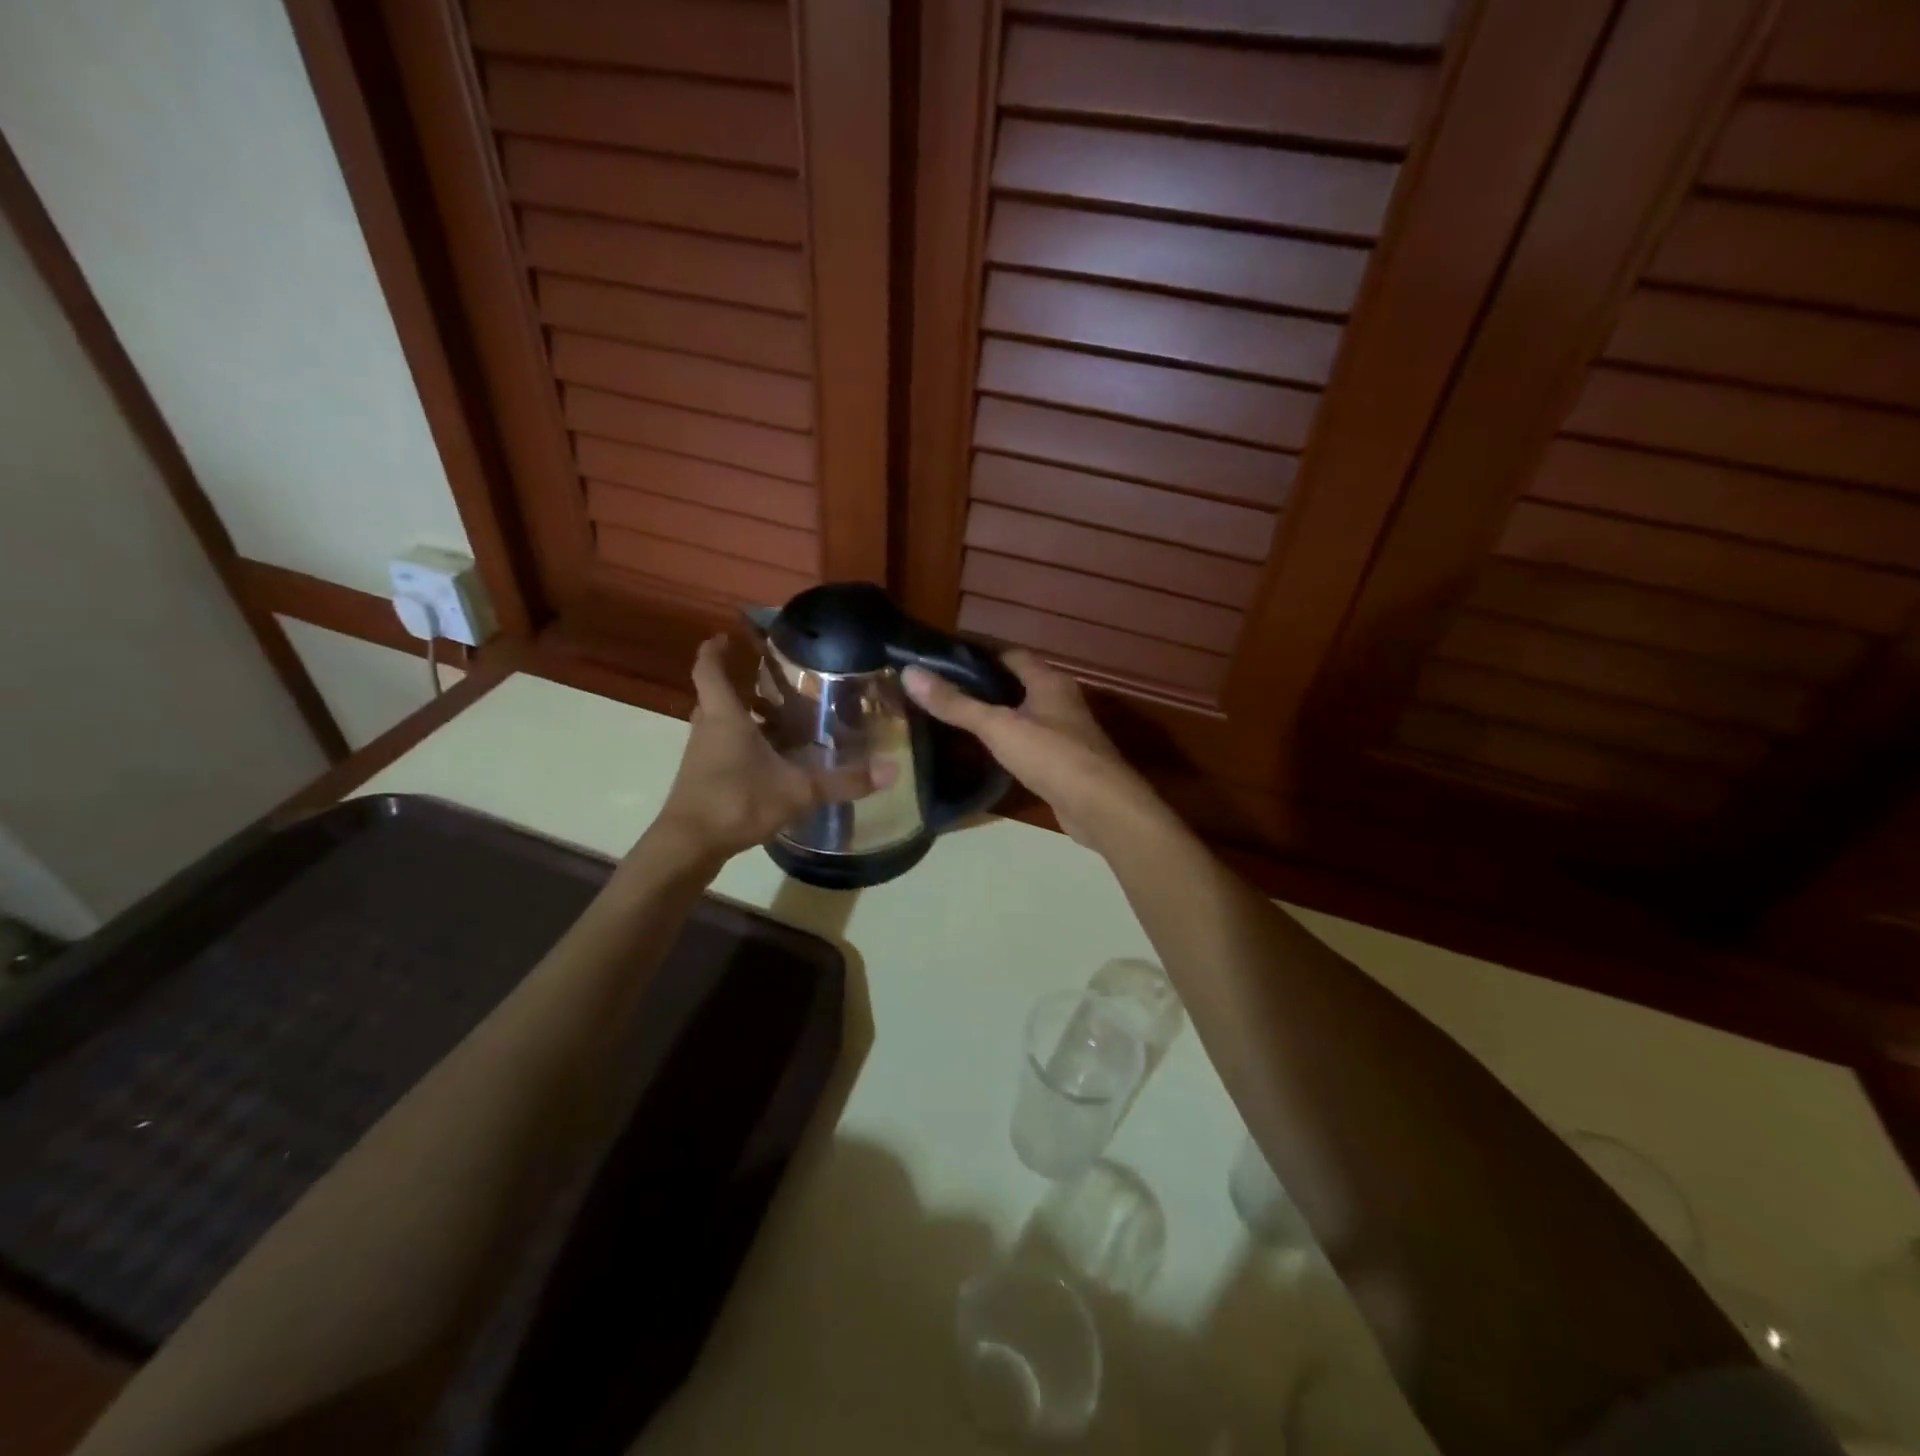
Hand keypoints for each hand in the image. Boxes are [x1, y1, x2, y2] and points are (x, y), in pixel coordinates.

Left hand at [653, 636, 893, 862]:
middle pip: (717, 695)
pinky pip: (722, 747)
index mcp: (724, 716)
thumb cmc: (737, 802)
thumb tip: (892, 770)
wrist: (689, 845)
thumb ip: (843, 781)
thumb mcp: (797, 790)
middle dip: (741, 683)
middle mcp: (708, 728)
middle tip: (774, 680)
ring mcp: (701, 754)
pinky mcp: (702, 778)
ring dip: (744, 716)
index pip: (709, 668)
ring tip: (781, 719)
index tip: (727, 636)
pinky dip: (742, 743)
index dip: (715, 649)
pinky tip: (771, 760)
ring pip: (720, 723)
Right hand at [902, 650, 1169, 854]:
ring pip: (1025, 714)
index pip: (1011, 655)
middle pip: (1018, 683)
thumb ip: (956, 703)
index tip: (943, 662)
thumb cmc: (1051, 756)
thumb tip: (910, 673)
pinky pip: (1031, 743)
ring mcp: (1065, 732)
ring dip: (997, 715)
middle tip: (943, 692)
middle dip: (984, 686)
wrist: (1101, 807)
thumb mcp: (998, 726)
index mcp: (1048, 681)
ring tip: (956, 720)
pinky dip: (1009, 742)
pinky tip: (987, 753)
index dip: (979, 656)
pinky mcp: (1064, 762)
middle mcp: (1060, 700)